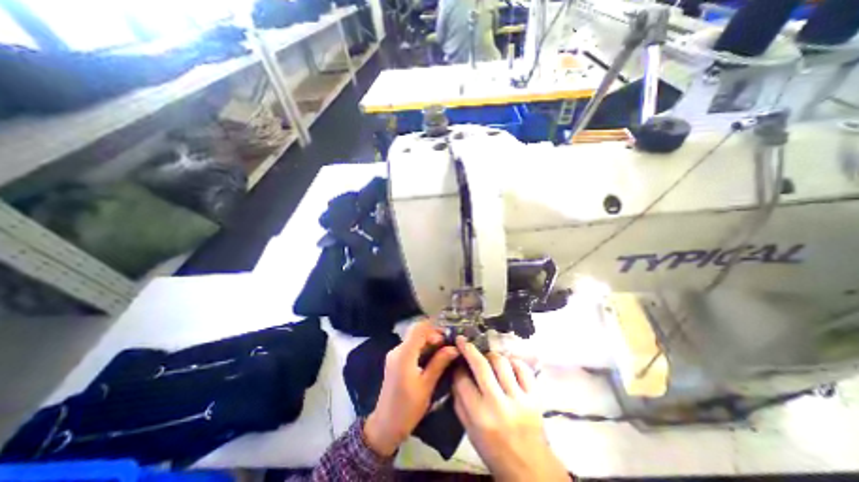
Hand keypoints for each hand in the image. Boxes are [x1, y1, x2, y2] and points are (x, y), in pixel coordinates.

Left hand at [362, 319, 459, 455]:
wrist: (385, 426)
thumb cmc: (407, 408)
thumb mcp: (426, 385)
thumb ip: (439, 363)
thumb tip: (454, 348)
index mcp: (404, 354)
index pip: (419, 329)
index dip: (435, 329)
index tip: (448, 338)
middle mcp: (397, 350)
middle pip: (417, 333)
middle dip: (434, 336)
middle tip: (449, 347)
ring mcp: (395, 355)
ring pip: (414, 340)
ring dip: (429, 343)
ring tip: (445, 352)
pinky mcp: (395, 361)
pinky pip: (410, 348)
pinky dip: (422, 349)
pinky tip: (433, 358)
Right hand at [452, 337, 567, 479]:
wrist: (530, 468)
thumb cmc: (494, 450)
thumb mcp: (470, 432)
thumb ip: (459, 402)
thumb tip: (455, 375)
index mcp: (479, 416)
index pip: (462, 381)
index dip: (457, 368)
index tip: (457, 362)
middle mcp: (498, 404)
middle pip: (481, 366)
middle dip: (469, 349)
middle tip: (463, 341)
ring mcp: (519, 398)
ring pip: (501, 362)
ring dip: (491, 356)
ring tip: (487, 358)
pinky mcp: (535, 396)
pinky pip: (523, 368)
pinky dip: (513, 361)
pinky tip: (508, 364)